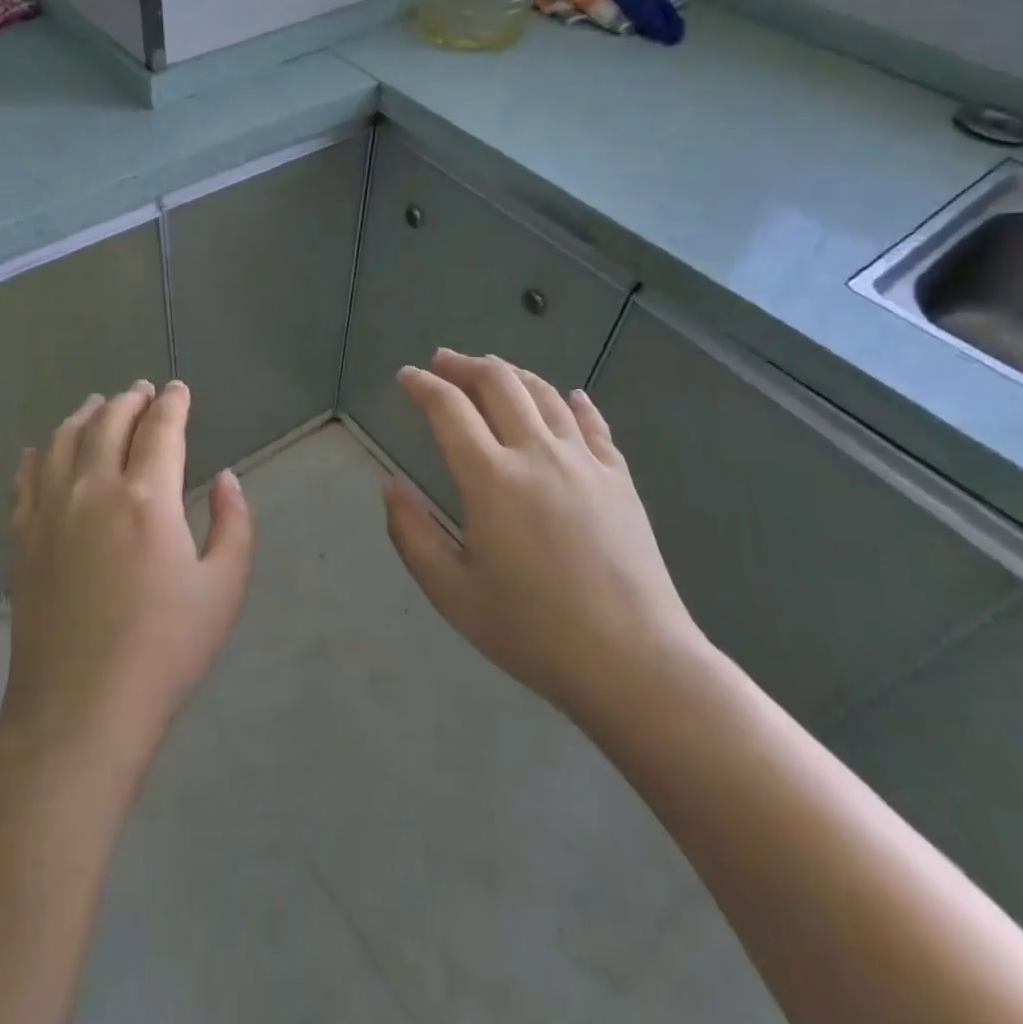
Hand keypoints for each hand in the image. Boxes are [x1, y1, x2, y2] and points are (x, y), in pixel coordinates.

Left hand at [0, 380, 254, 765]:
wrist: (79, 708)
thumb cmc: (163, 650)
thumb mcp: (222, 588)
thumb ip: (233, 524)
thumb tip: (225, 477)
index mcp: (147, 498)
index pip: (161, 429)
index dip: (172, 403)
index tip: (178, 389)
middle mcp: (94, 490)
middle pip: (109, 423)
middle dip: (130, 400)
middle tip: (143, 390)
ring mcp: (51, 512)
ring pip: (64, 441)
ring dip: (85, 415)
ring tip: (99, 405)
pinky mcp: (23, 539)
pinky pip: (25, 479)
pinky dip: (38, 454)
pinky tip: (42, 449)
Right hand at [382, 349, 708, 732]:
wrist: (633, 661)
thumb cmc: (532, 631)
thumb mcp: (452, 592)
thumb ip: (412, 533)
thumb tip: (389, 485)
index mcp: (490, 479)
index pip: (449, 409)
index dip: (422, 386)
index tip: (406, 376)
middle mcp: (536, 454)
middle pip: (499, 384)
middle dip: (464, 366)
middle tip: (442, 362)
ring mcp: (584, 462)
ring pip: (544, 394)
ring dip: (511, 373)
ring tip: (491, 369)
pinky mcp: (619, 479)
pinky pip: (593, 424)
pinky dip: (574, 402)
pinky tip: (569, 396)